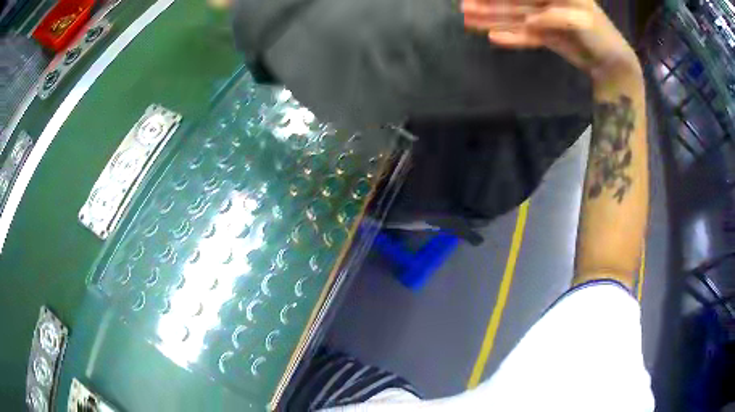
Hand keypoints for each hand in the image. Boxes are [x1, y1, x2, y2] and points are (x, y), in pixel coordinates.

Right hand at [461, 0, 640, 82]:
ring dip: (493, 20)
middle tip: (464, 7)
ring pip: (514, 19)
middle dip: (489, 5)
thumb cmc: (602, 35)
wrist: (612, 62)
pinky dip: (511, 38)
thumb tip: (530, 21)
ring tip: (469, 21)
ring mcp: (544, 20)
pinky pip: (525, 37)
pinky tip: (494, 37)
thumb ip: (556, 18)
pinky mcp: (546, 37)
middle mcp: (545, 3)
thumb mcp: (582, 20)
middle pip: (512, 2)